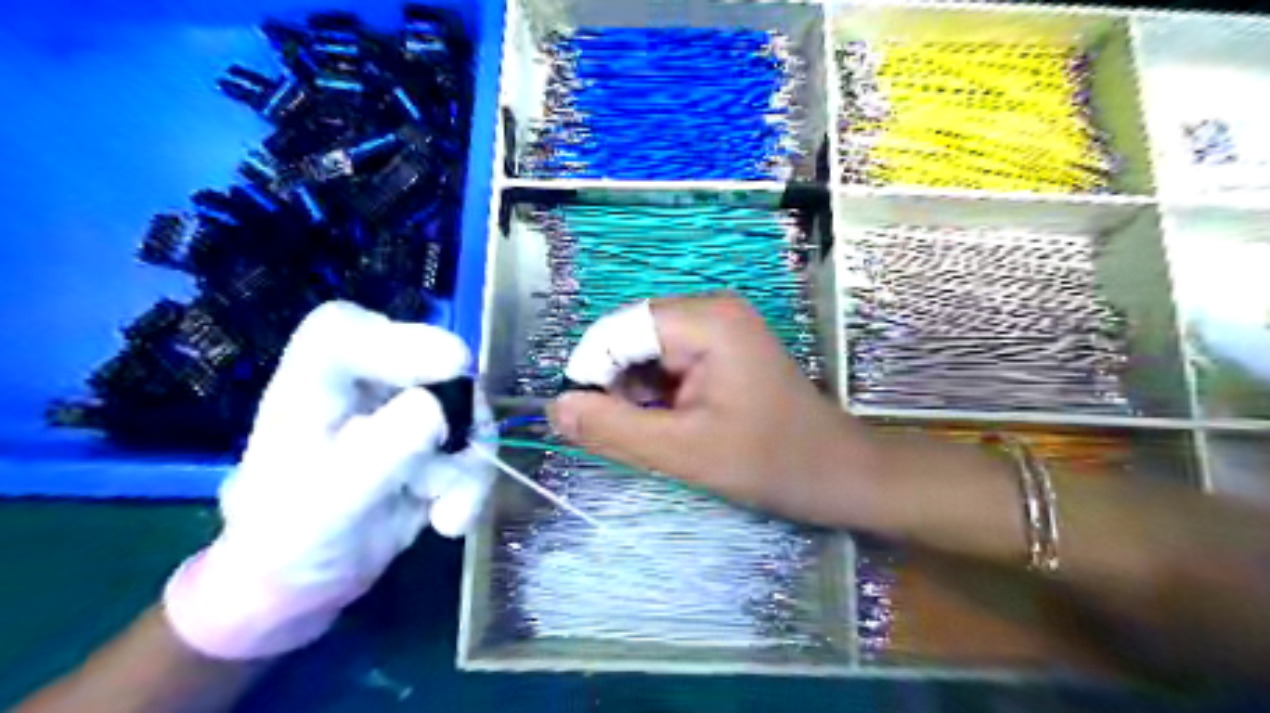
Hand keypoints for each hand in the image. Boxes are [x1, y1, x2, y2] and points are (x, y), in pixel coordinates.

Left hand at [159, 297, 494, 660]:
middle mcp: (367, 381)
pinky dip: (472, 485)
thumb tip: (439, 408)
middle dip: (458, 417)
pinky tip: (448, 520)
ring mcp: (409, 405)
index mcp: (315, 381)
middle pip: (433, 364)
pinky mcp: (439, 436)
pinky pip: (477, 445)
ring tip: (445, 514)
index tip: (451, 366)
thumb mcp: (331, 500)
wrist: (311, 578)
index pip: (346, 330)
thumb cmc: (293, 536)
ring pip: (469, 408)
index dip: (400, 338)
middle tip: (460, 455)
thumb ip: (382, 450)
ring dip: (468, 465)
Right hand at [551, 292, 884, 527]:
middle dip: (616, 386)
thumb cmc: (770, 462)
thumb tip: (555, 408)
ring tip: (657, 434)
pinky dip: (656, 394)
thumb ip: (614, 429)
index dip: (592, 373)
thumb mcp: (683, 452)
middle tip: (628, 436)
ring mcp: (718, 326)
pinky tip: (673, 424)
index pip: (617, 330)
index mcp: (705, 321)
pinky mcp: (722, 347)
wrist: (837, 472)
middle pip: (630, 337)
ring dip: (635, 393)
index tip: (587, 423)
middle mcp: (710, 309)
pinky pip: (668, 361)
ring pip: (646, 352)